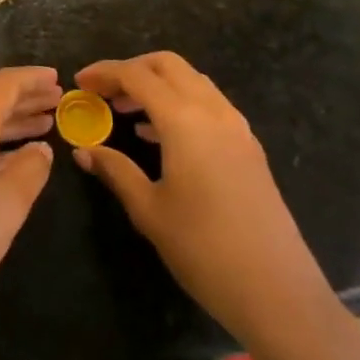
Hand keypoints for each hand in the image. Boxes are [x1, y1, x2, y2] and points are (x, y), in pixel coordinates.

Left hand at [0, 66, 58, 328]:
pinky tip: (12, 161)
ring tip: (45, 126)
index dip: (32, 79)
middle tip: (60, 101)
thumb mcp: (3, 208)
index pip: (4, 85)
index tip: (59, 77)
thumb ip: (29, 172)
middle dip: (26, 100)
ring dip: (13, 124)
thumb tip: (41, 147)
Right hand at [71, 53, 341, 355]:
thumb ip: (115, 171)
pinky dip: (179, 104)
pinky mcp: (249, 148)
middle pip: (168, 65)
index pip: (137, 76)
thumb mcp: (149, 210)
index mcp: (184, 121)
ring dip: (157, 85)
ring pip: (192, 81)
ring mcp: (237, 128)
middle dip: (132, 69)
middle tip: (104, 92)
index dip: (104, 73)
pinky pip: (209, 105)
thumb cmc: (204, 250)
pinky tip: (158, 136)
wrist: (279, 294)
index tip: (79, 83)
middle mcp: (213, 112)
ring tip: (126, 112)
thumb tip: (84, 151)